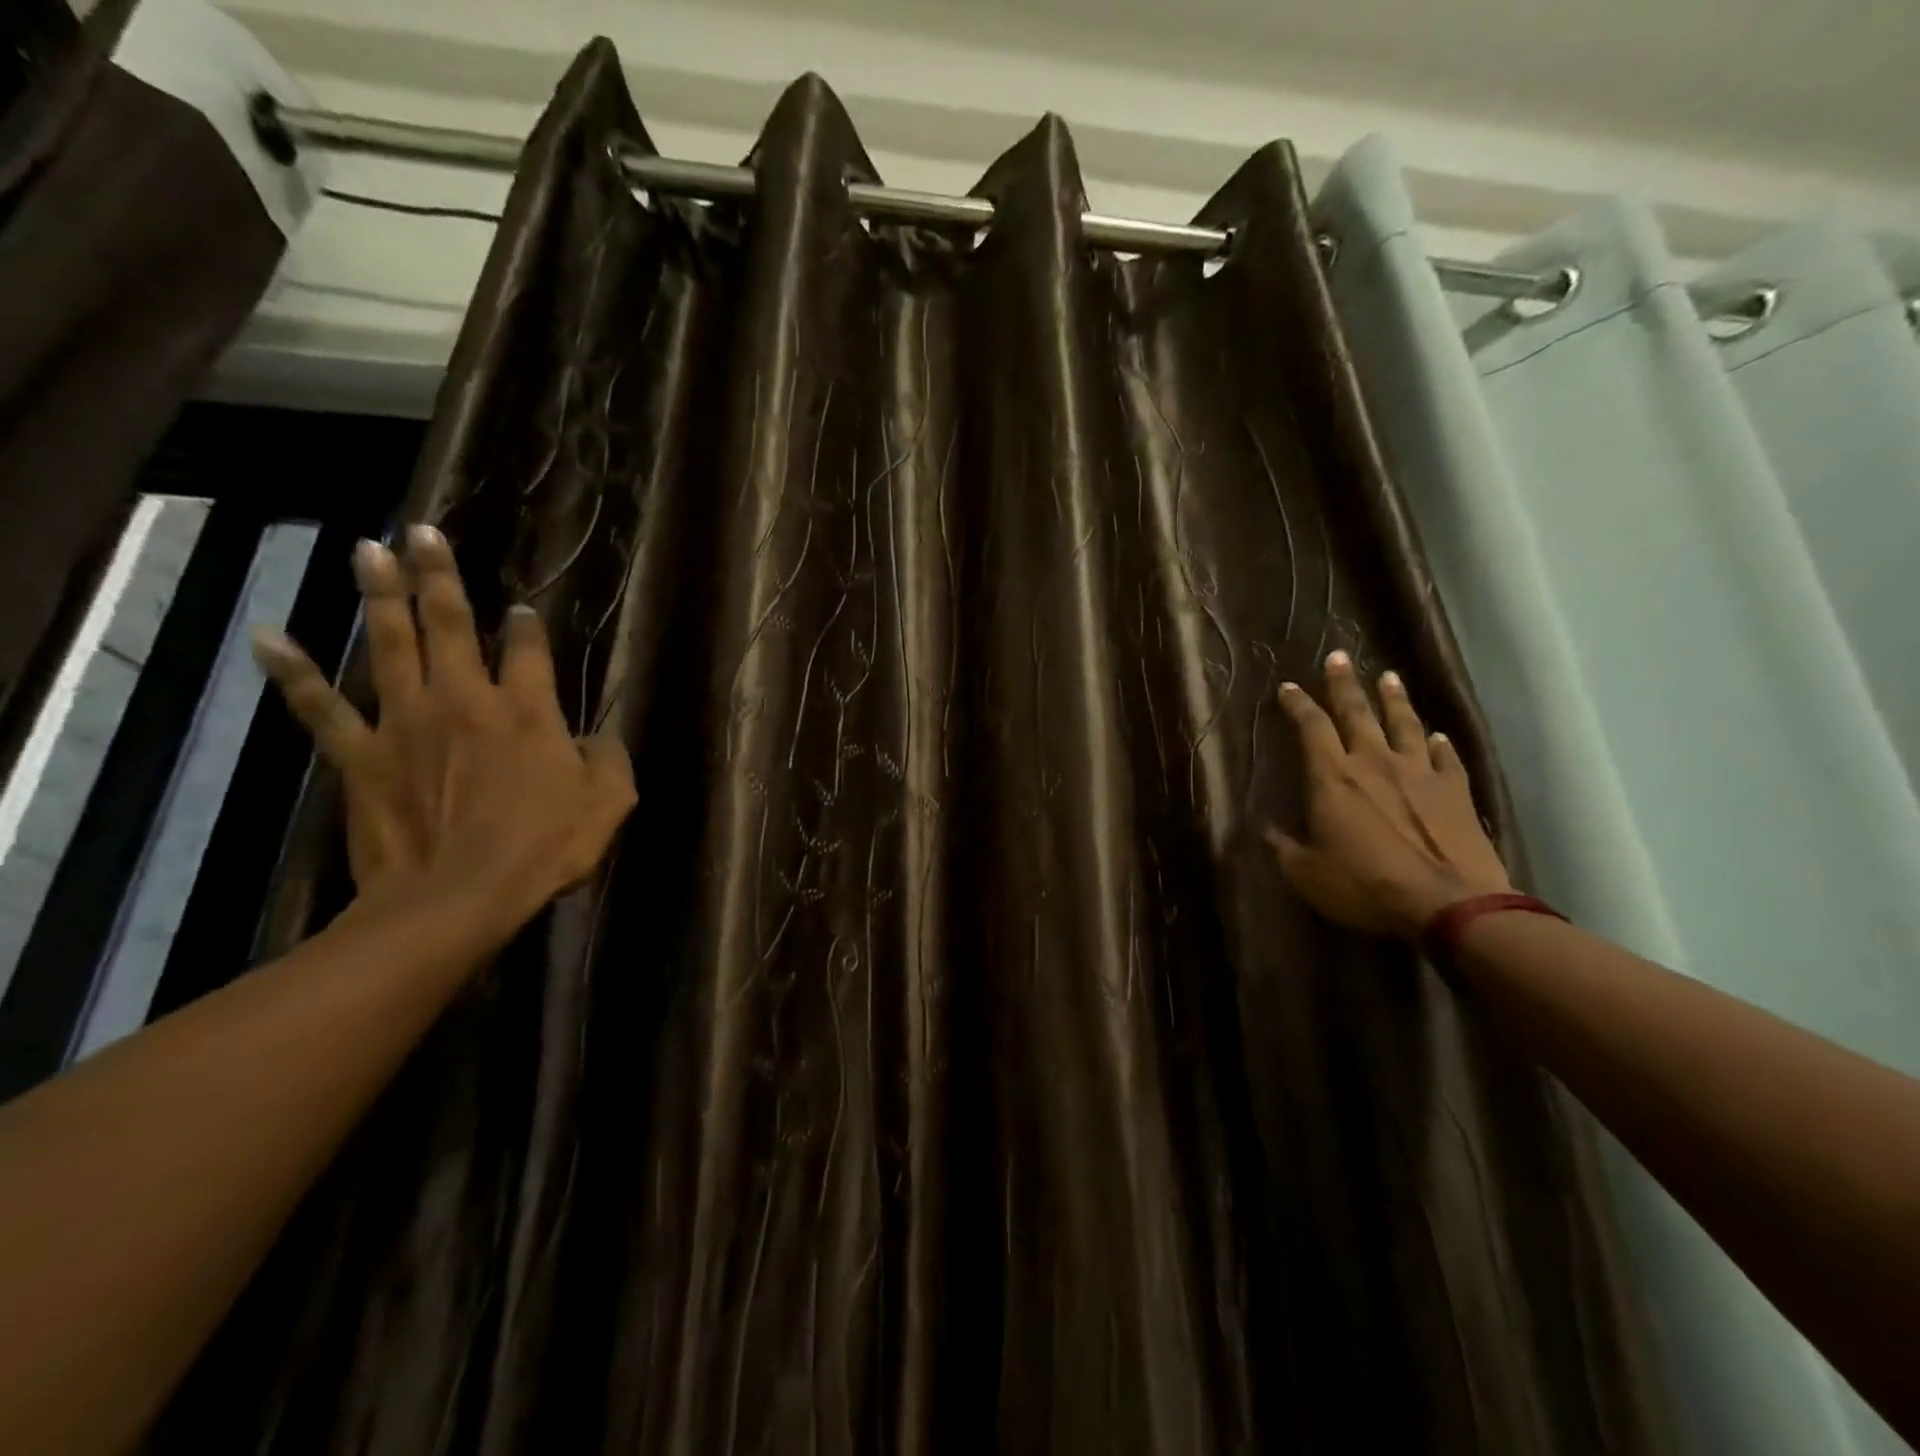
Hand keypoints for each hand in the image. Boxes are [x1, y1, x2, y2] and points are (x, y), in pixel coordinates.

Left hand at [250, 524, 635, 926]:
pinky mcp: (361, 754)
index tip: (522, 610)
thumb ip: (609, 758)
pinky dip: (293, 671)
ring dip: (378, 594)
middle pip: (450, 625)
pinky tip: (269, 635)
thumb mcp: (609, 803)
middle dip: (439, 575)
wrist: (457, 897)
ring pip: (390, 644)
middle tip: (422, 531)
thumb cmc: (544, 849)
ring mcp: (407, 721)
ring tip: (367, 550)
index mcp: (528, 710)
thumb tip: (597, 737)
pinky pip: (321, 706)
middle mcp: (466, 699)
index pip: (527, 650)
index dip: (526, 626)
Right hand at [1266, 651, 1512, 939]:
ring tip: (1388, 677)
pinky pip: (1445, 757)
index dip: (1298, 705)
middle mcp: (1374, 763)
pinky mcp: (1455, 790)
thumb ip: (1284, 848)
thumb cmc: (1366, 886)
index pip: (1311, 728)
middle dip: (1344, 684)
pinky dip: (1437, 744)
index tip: (1289, 687)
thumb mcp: (1307, 874)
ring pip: (1403, 723)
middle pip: (1357, 712)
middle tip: (1338, 656)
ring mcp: (1419, 773)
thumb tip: (1267, 830)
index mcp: (1332, 778)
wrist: (1449, 904)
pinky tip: (1435, 736)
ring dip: (1393, 699)